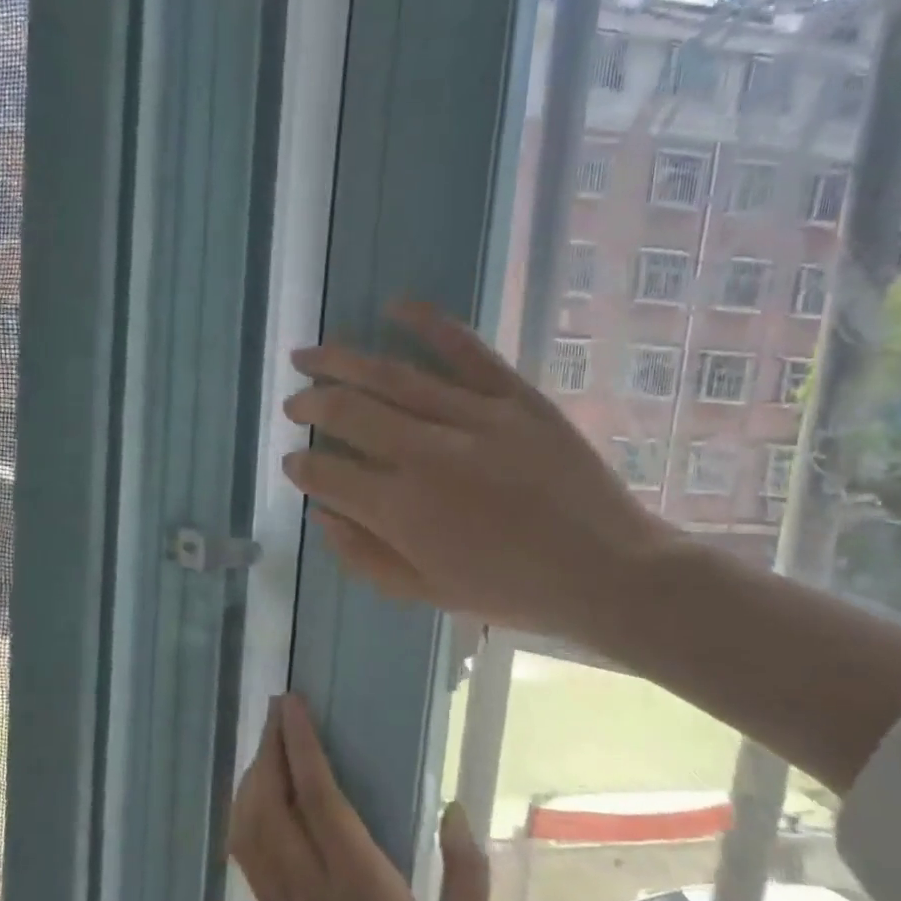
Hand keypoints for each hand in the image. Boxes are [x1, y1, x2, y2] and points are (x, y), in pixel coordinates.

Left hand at [231, 696, 487, 900]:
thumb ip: (466, 871)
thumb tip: (455, 808)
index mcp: (359, 881)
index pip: (317, 796)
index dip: (299, 745)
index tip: (291, 704)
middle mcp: (312, 885)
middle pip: (269, 802)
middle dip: (268, 749)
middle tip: (278, 712)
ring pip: (248, 828)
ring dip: (250, 779)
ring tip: (267, 746)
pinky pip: (247, 857)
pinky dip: (244, 816)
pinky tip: (257, 800)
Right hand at [281, 300, 676, 646]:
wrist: (607, 571)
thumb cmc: (513, 591)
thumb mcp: (428, 594)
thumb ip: (365, 557)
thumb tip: (322, 515)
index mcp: (402, 510)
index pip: (328, 474)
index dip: (301, 466)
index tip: (293, 461)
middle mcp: (426, 454)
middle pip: (348, 412)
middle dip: (310, 404)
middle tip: (293, 403)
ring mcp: (473, 418)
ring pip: (391, 376)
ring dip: (341, 361)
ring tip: (308, 354)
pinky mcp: (515, 397)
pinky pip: (466, 351)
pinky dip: (429, 324)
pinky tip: (394, 306)